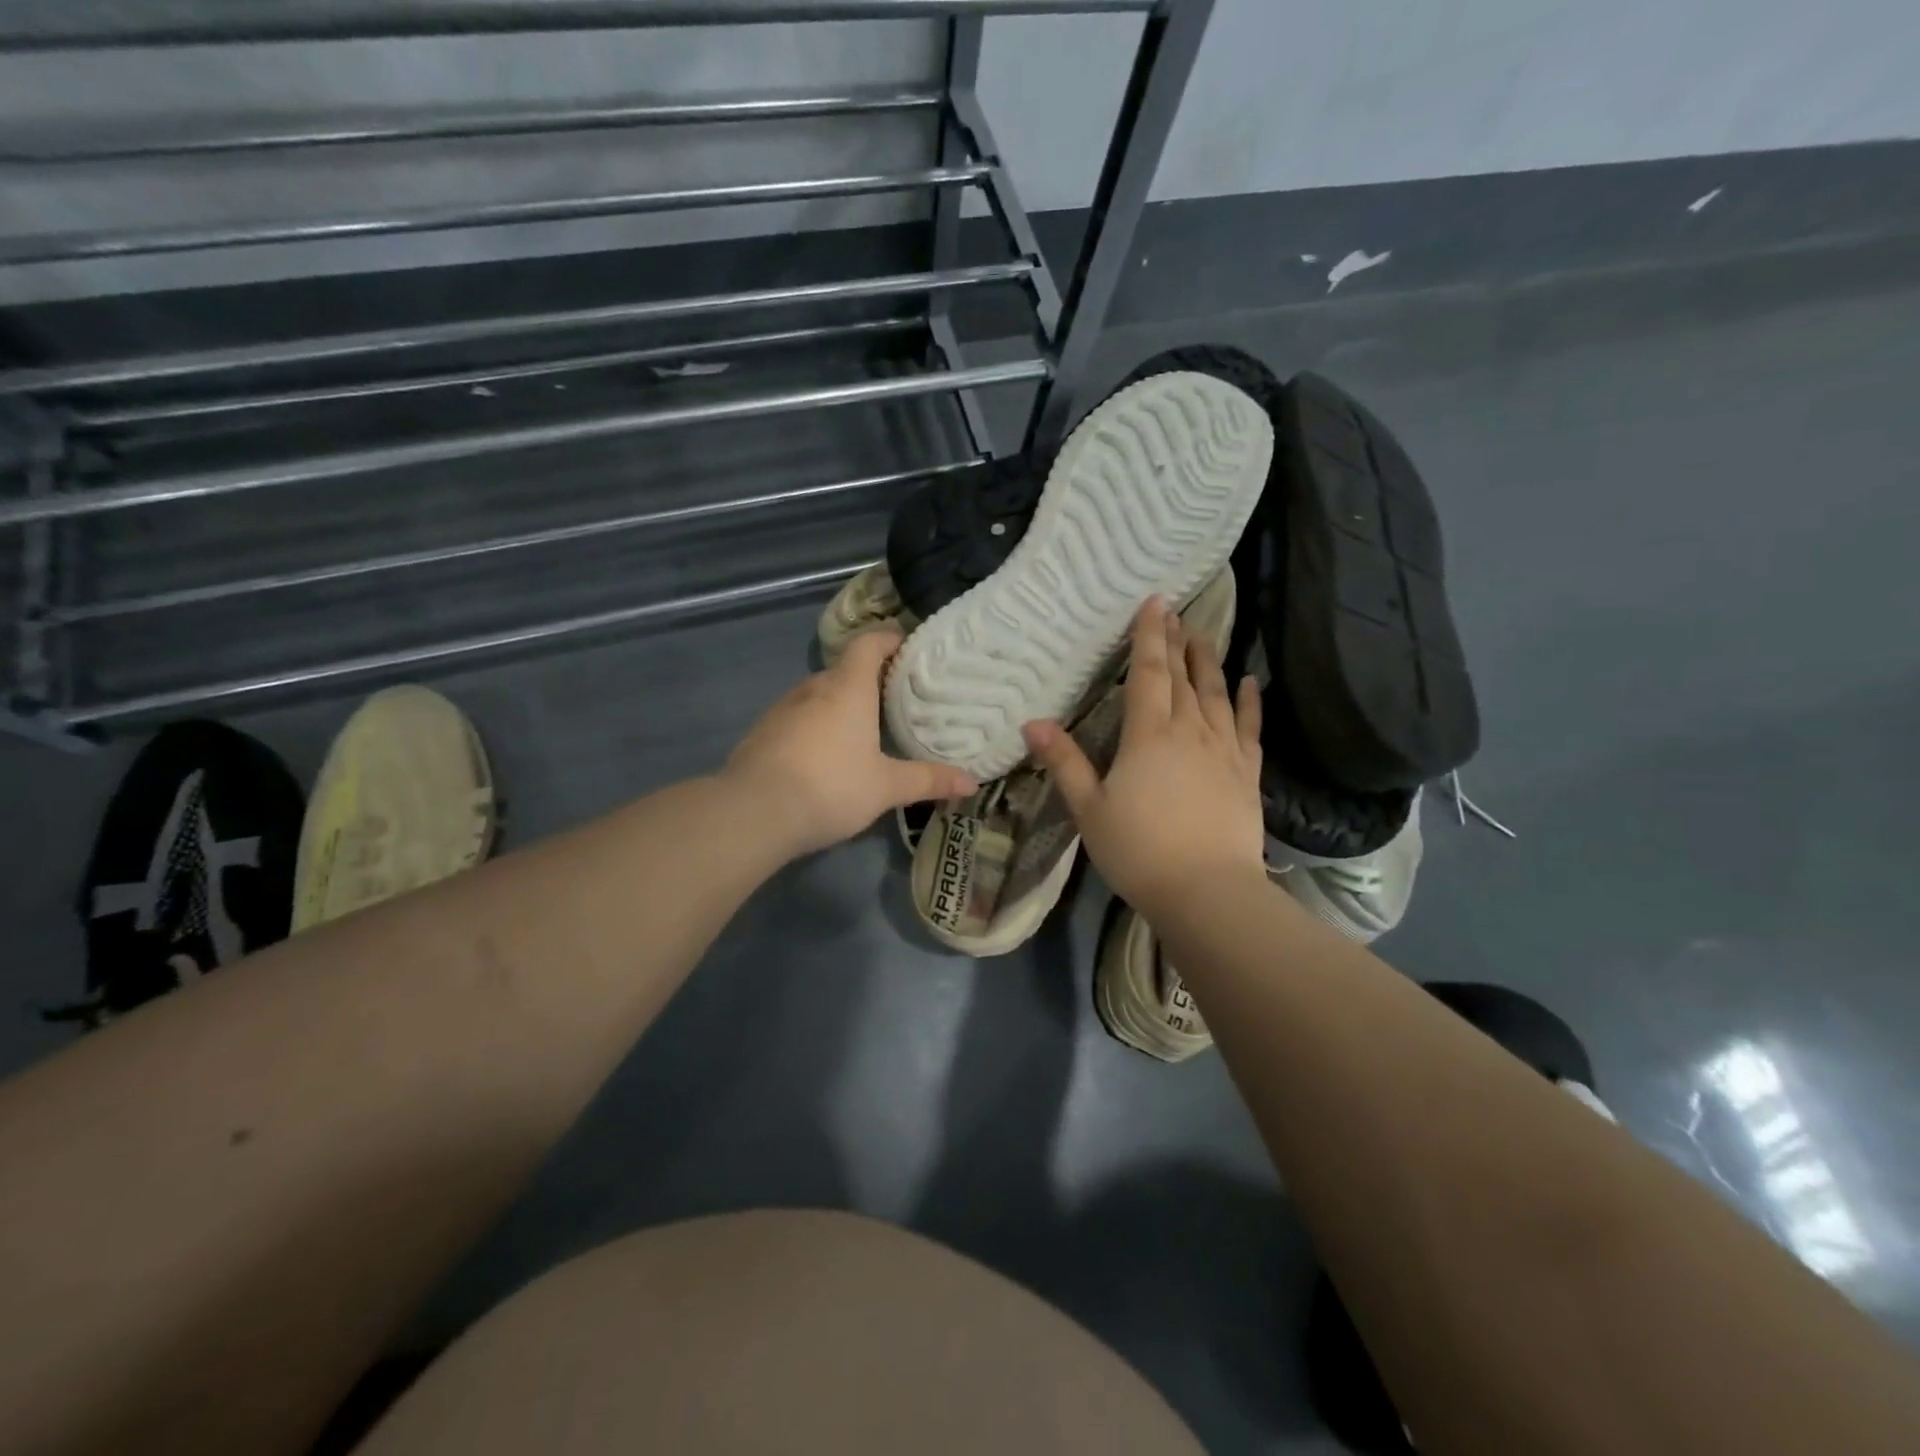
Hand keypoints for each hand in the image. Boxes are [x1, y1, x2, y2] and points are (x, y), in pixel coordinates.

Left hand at [727, 626, 977, 857]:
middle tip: (894, 698)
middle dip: (869, 679)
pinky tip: (824, 755)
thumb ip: (928, 781)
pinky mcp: (762, 733)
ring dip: (839, 704)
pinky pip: (797, 718)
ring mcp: (782, 709)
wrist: (753, 812)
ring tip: (863, 728)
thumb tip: (972, 783)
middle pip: (844, 670)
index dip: (888, 639)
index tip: (907, 646)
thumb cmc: (831, 787)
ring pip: (818, 695)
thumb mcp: (886, 787)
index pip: (868, 644)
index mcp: (847, 688)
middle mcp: (813, 689)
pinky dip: (815, 725)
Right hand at [1023, 598, 1265, 916]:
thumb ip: (1064, 762)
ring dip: (1209, 663)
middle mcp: (1190, 731)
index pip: (1149, 673)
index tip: (1155, 602)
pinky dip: (1249, 702)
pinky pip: (1249, 727)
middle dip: (1177, 642)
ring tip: (1205, 637)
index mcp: (1148, 735)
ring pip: (1216, 694)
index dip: (1150, 636)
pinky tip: (1249, 682)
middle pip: (1184, 677)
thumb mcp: (1089, 809)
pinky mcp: (1247, 773)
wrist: (1207, 891)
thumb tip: (1033, 722)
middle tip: (1176, 613)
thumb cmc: (1139, 851)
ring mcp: (1224, 750)